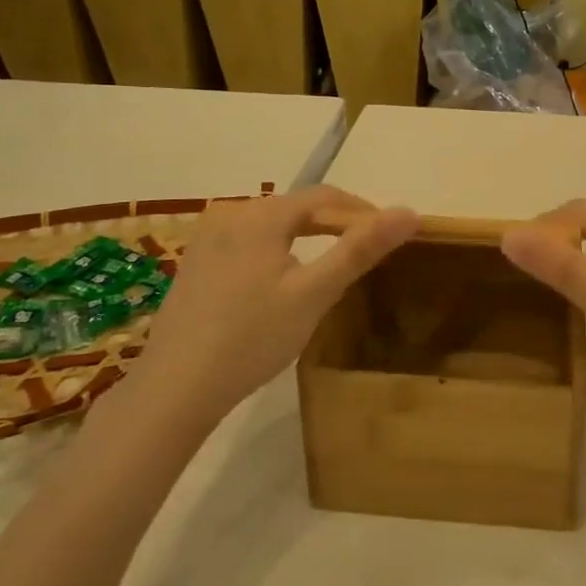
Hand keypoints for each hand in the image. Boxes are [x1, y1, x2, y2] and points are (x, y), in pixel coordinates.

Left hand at [131, 186, 417, 421]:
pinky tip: (285, 281)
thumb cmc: (252, 338)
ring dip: (308, 238)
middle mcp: (231, 213)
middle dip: (337, 224)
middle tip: (368, 252)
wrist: (175, 388)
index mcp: (261, 214)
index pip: (326, 197)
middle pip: (298, 208)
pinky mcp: (196, 262)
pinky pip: (250, 243)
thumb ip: (361, 249)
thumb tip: (410, 212)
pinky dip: (278, 252)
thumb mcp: (315, 293)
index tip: (391, 235)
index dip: (363, 212)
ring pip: (274, 226)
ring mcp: (208, 237)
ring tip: (334, 264)